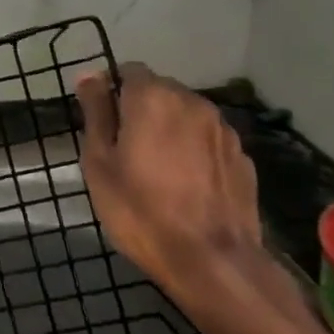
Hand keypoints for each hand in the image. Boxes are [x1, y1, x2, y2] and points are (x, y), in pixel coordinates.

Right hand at [75, 62, 263, 310]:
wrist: (212, 262)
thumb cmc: (139, 209)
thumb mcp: (99, 161)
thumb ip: (96, 113)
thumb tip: (90, 77)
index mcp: (153, 97)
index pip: (128, 71)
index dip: (111, 91)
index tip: (101, 122)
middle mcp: (192, 102)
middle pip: (159, 91)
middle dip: (140, 109)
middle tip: (124, 149)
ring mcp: (223, 130)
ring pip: (186, 115)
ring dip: (169, 128)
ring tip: (157, 168)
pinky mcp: (243, 158)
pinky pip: (208, 141)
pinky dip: (193, 150)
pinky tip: (186, 184)